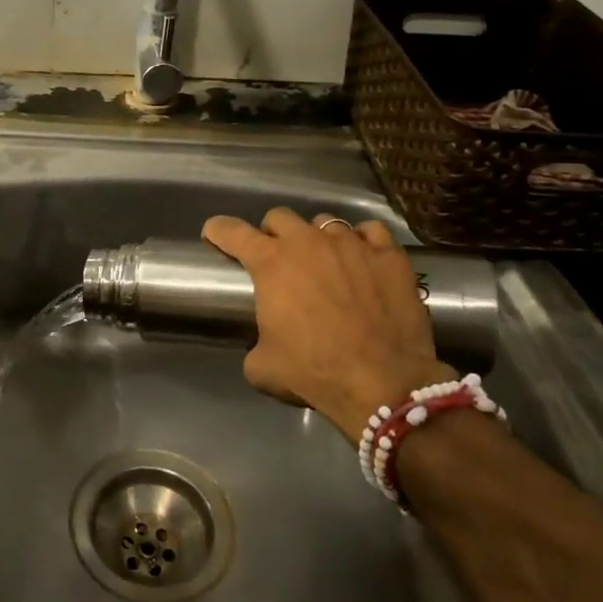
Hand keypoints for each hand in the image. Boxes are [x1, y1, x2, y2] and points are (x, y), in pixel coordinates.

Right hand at [203, 207, 451, 441]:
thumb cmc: (314, 372)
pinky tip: (362, 257)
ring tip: (324, 262)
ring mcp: (351, 244)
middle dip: (272, 234)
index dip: (218, 231)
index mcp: (271, 263)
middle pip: (279, 218)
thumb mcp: (262, 367)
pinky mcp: (388, 255)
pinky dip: (362, 240)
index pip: (232, 231)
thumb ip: (254, 343)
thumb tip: (262, 344)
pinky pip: (370, 231)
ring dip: (316, 238)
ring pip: (325, 222)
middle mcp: (307, 242)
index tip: (214, 235)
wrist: (383, 383)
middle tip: (277, 258)